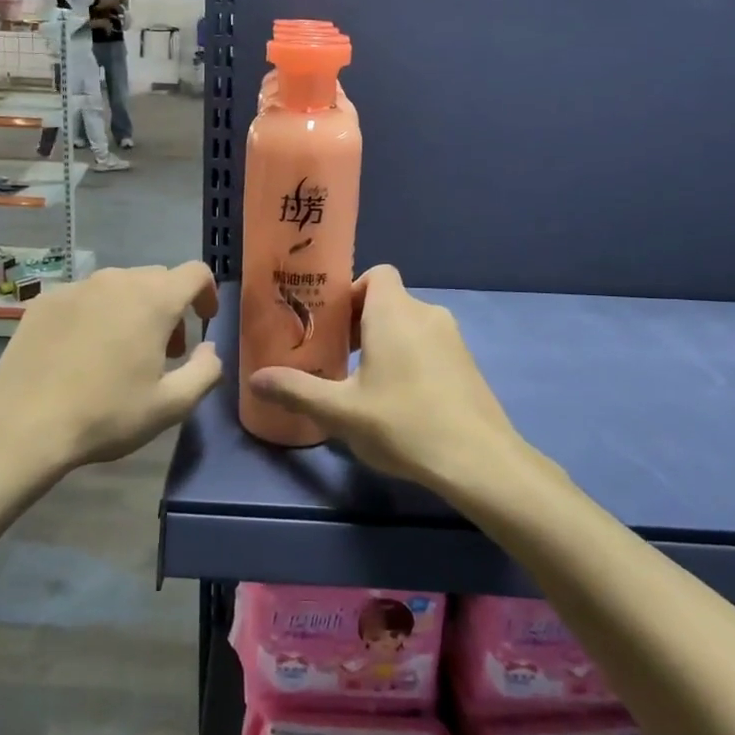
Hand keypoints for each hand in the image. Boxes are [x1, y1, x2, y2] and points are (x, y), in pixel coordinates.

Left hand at [0, 263, 220, 471]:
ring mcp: (76, 287)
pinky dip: (96, 314)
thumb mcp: (171, 405)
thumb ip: (205, 371)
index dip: (208, 293)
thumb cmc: (106, 414)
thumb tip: (209, 349)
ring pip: (119, 286)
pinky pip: (84, 297)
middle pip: (157, 279)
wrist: (22, 426)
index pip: (196, 273)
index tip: (204, 321)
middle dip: (170, 308)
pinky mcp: (45, 300)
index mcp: (154, 299)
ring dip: (133, 309)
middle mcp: (117, 280)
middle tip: (164, 351)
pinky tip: (82, 352)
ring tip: (122, 352)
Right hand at [248, 265, 523, 492]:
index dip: (351, 292)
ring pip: (410, 325)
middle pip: (388, 301)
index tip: (332, 326)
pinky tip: (401, 400)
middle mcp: (426, 313)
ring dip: (386, 343)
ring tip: (365, 383)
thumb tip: (255, 379)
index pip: (376, 274)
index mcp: (394, 312)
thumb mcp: (341, 411)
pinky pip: (430, 345)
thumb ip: (297, 390)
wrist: (479, 460)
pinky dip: (411, 358)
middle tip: (339, 358)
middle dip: (361, 323)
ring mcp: (452, 338)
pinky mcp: (468, 363)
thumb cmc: (404, 423)